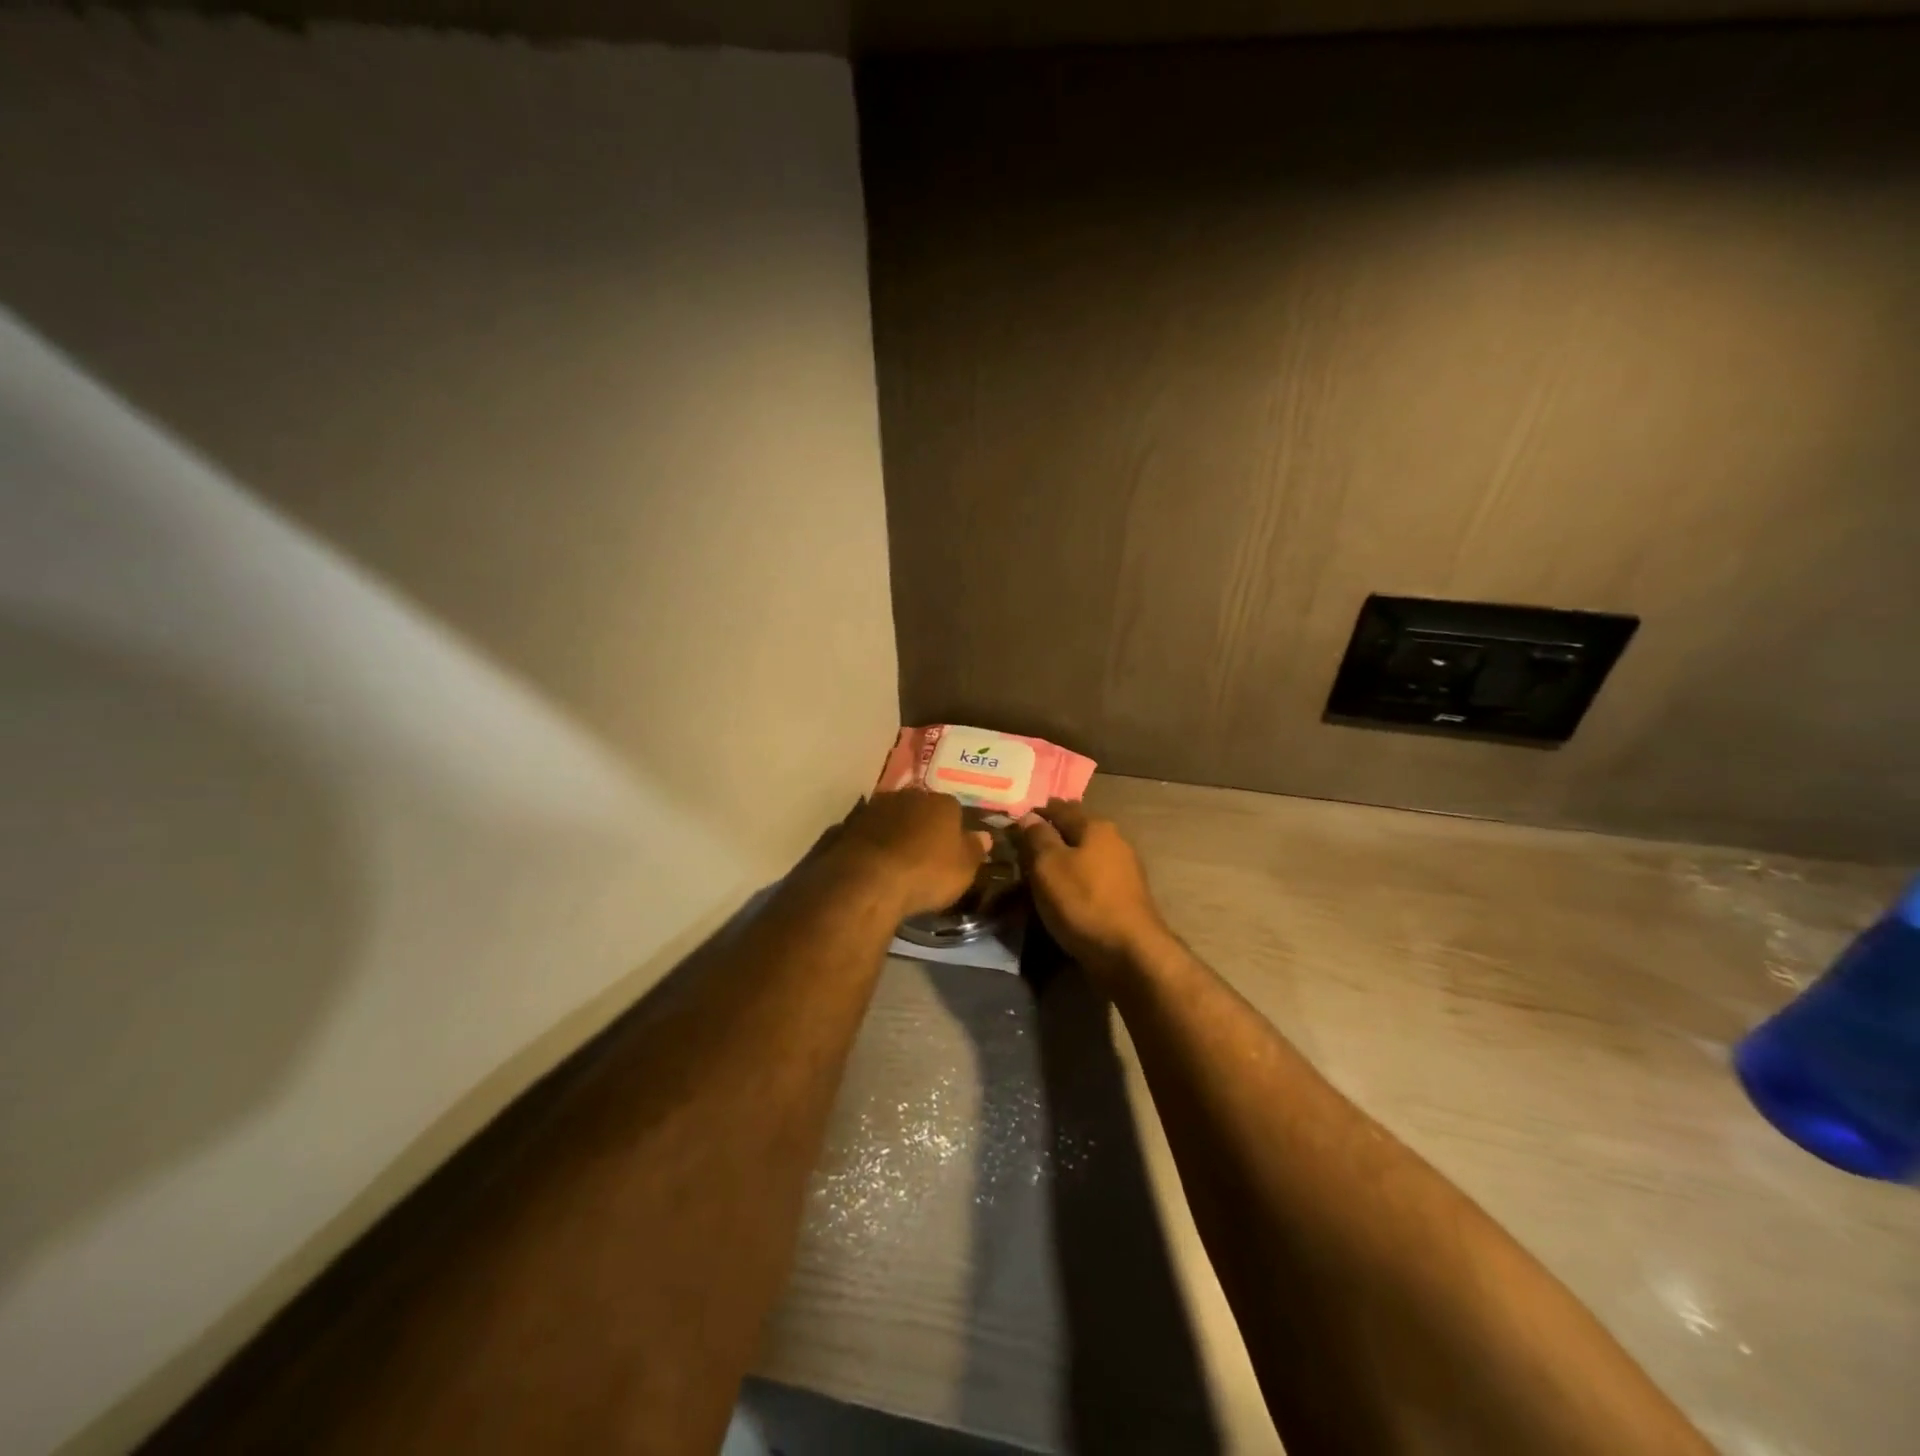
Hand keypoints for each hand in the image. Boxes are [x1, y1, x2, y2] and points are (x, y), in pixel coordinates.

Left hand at [829, 789, 991, 919]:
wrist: (869, 880)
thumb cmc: (927, 872)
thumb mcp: (964, 869)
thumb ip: (974, 849)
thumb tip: (984, 836)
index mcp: (942, 802)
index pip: (953, 809)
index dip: (954, 828)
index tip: (952, 848)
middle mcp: (909, 796)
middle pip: (921, 808)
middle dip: (923, 825)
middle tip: (925, 851)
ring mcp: (875, 808)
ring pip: (892, 817)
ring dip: (895, 831)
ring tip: (897, 858)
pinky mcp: (849, 825)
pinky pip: (868, 832)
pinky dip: (872, 843)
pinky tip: (873, 862)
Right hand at [1016, 799, 1171, 981]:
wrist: (1131, 952)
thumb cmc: (1083, 901)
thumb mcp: (1049, 865)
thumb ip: (1037, 837)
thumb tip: (1029, 816)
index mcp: (1096, 826)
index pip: (1060, 808)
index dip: (1037, 812)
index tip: (1016, 820)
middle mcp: (1115, 841)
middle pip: (1076, 830)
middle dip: (1052, 835)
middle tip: (1025, 846)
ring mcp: (1125, 870)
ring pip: (1086, 855)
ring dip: (1065, 859)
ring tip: (1040, 871)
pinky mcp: (1126, 897)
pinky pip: (1093, 878)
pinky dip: (1076, 880)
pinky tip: (1064, 891)